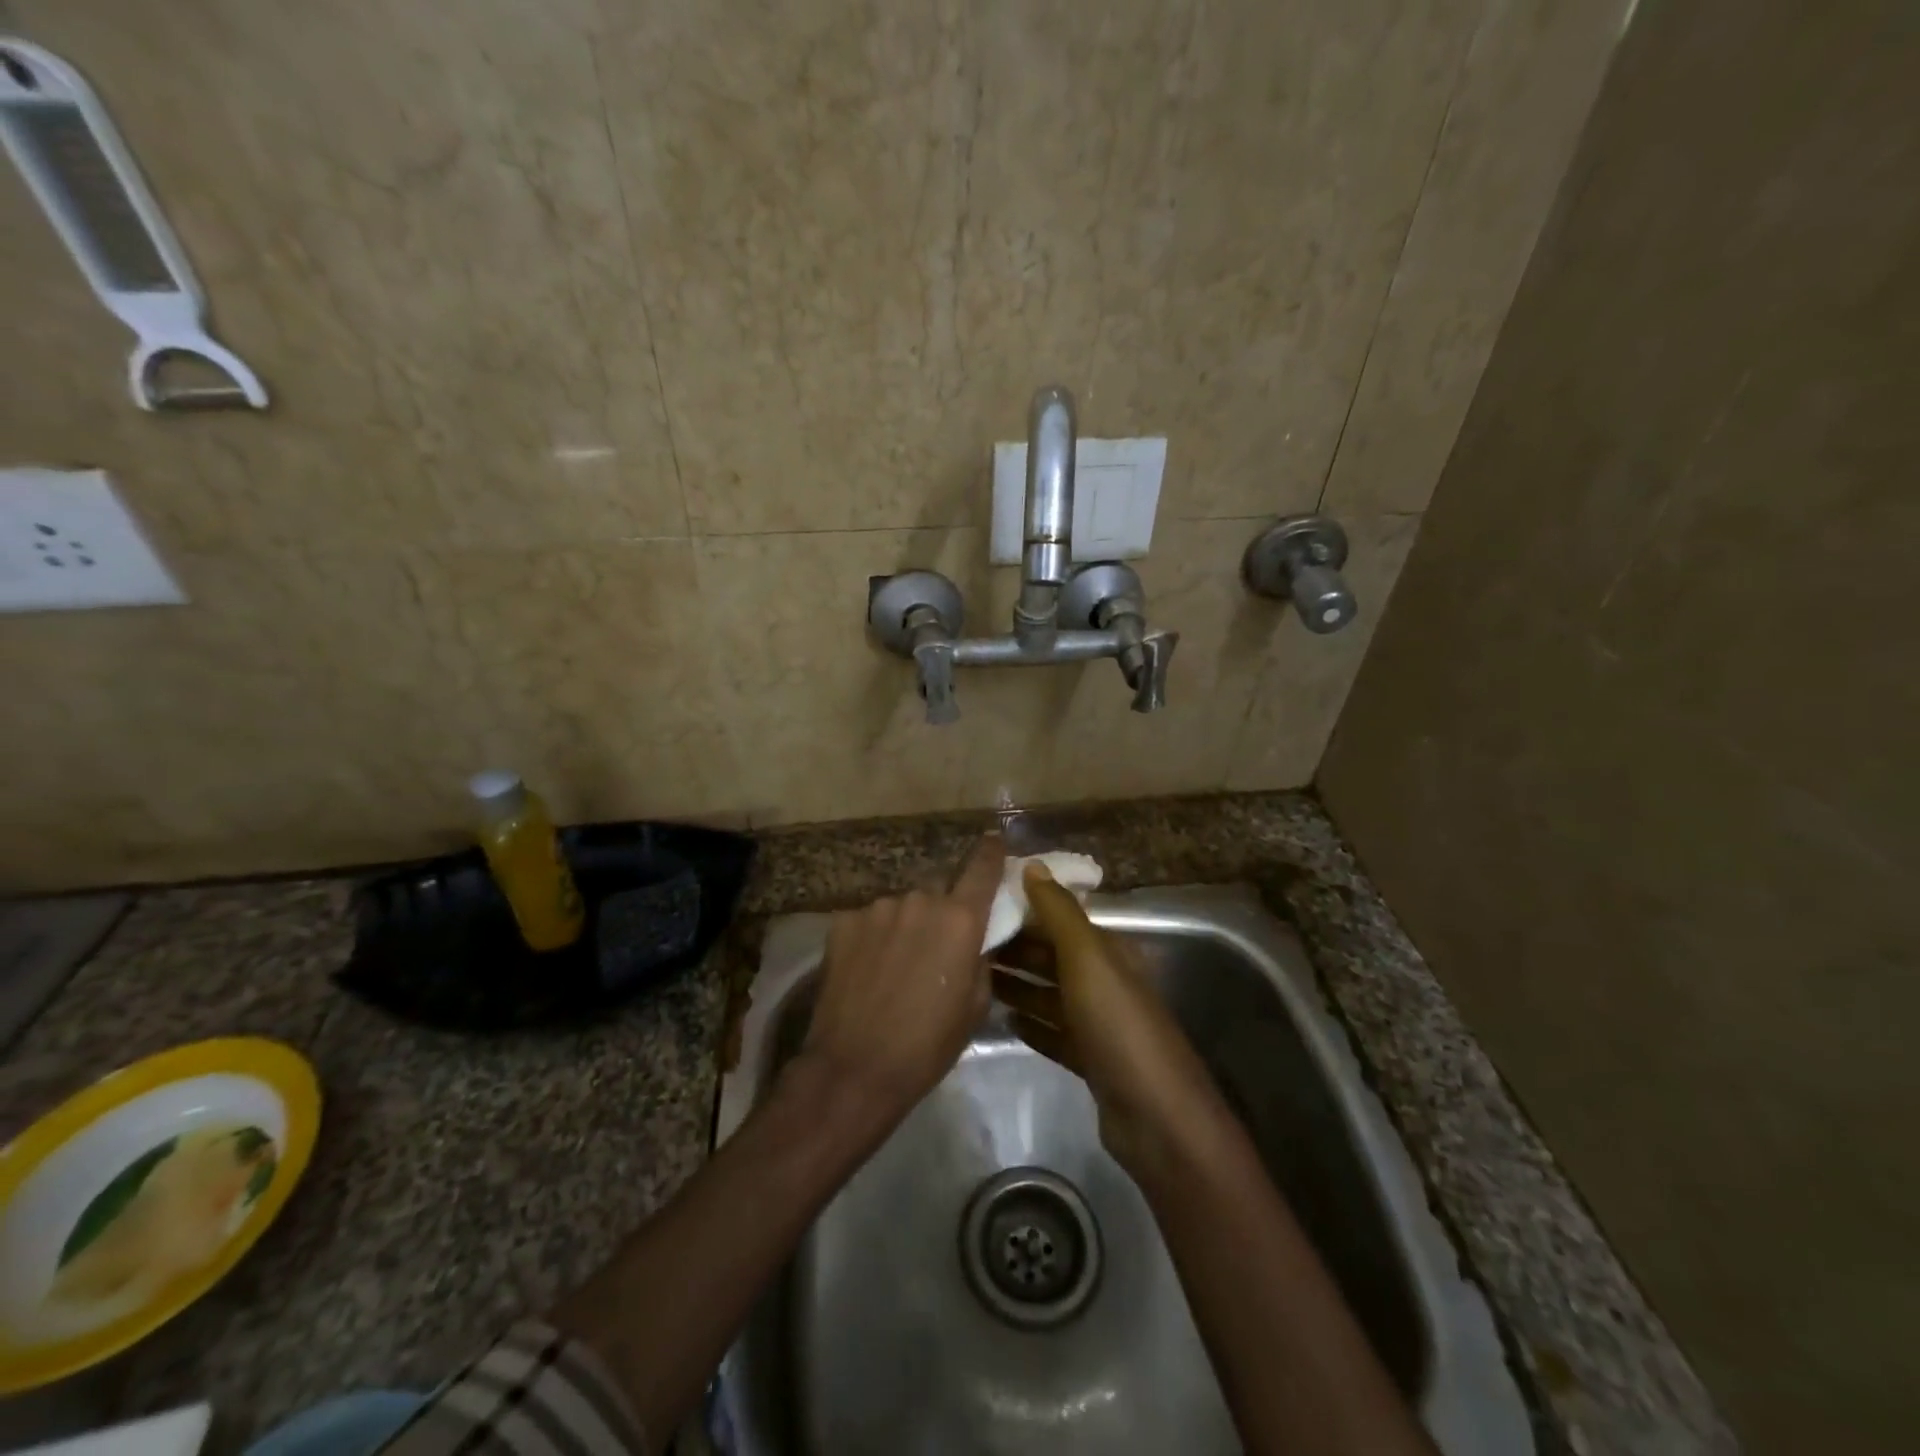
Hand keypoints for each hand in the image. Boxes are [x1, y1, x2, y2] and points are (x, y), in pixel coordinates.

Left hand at [797, 836, 1006, 1126]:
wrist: (854, 1068)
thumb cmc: (927, 1045)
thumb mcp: (974, 1006)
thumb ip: (979, 959)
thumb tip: (974, 940)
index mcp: (959, 919)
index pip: (981, 869)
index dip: (991, 852)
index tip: (994, 839)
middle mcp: (919, 900)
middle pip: (937, 890)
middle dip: (940, 910)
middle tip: (934, 946)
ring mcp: (877, 908)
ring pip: (901, 906)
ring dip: (905, 925)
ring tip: (895, 965)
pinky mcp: (843, 921)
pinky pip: (870, 920)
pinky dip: (874, 936)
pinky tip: (867, 968)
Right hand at [993, 864, 1232, 1180]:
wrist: (1156, 1117)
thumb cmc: (1118, 1024)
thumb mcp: (1088, 958)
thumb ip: (1059, 911)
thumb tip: (1032, 864)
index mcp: (1106, 951)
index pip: (1058, 919)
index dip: (1022, 910)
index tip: (978, 906)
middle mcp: (1103, 981)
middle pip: (1051, 956)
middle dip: (1013, 948)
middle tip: (963, 947)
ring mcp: (1097, 1023)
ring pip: (1048, 994)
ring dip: (1016, 985)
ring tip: (973, 980)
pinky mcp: (1090, 1060)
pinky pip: (1052, 1033)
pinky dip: (1030, 1024)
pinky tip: (1003, 1021)